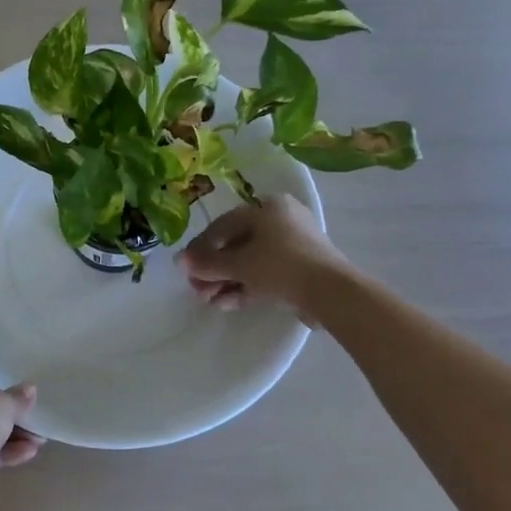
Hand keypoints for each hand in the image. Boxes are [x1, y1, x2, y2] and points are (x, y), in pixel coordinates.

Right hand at [180, 195, 352, 316]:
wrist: (331, 292)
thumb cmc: (280, 264)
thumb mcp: (239, 264)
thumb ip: (208, 263)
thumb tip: (180, 261)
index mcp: (267, 207)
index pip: (223, 225)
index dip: (201, 248)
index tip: (185, 269)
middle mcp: (281, 220)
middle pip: (236, 245)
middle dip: (214, 270)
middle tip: (197, 289)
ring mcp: (293, 246)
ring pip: (251, 262)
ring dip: (227, 281)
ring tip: (210, 302)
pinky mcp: (300, 270)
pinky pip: (266, 274)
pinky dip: (246, 287)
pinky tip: (226, 304)